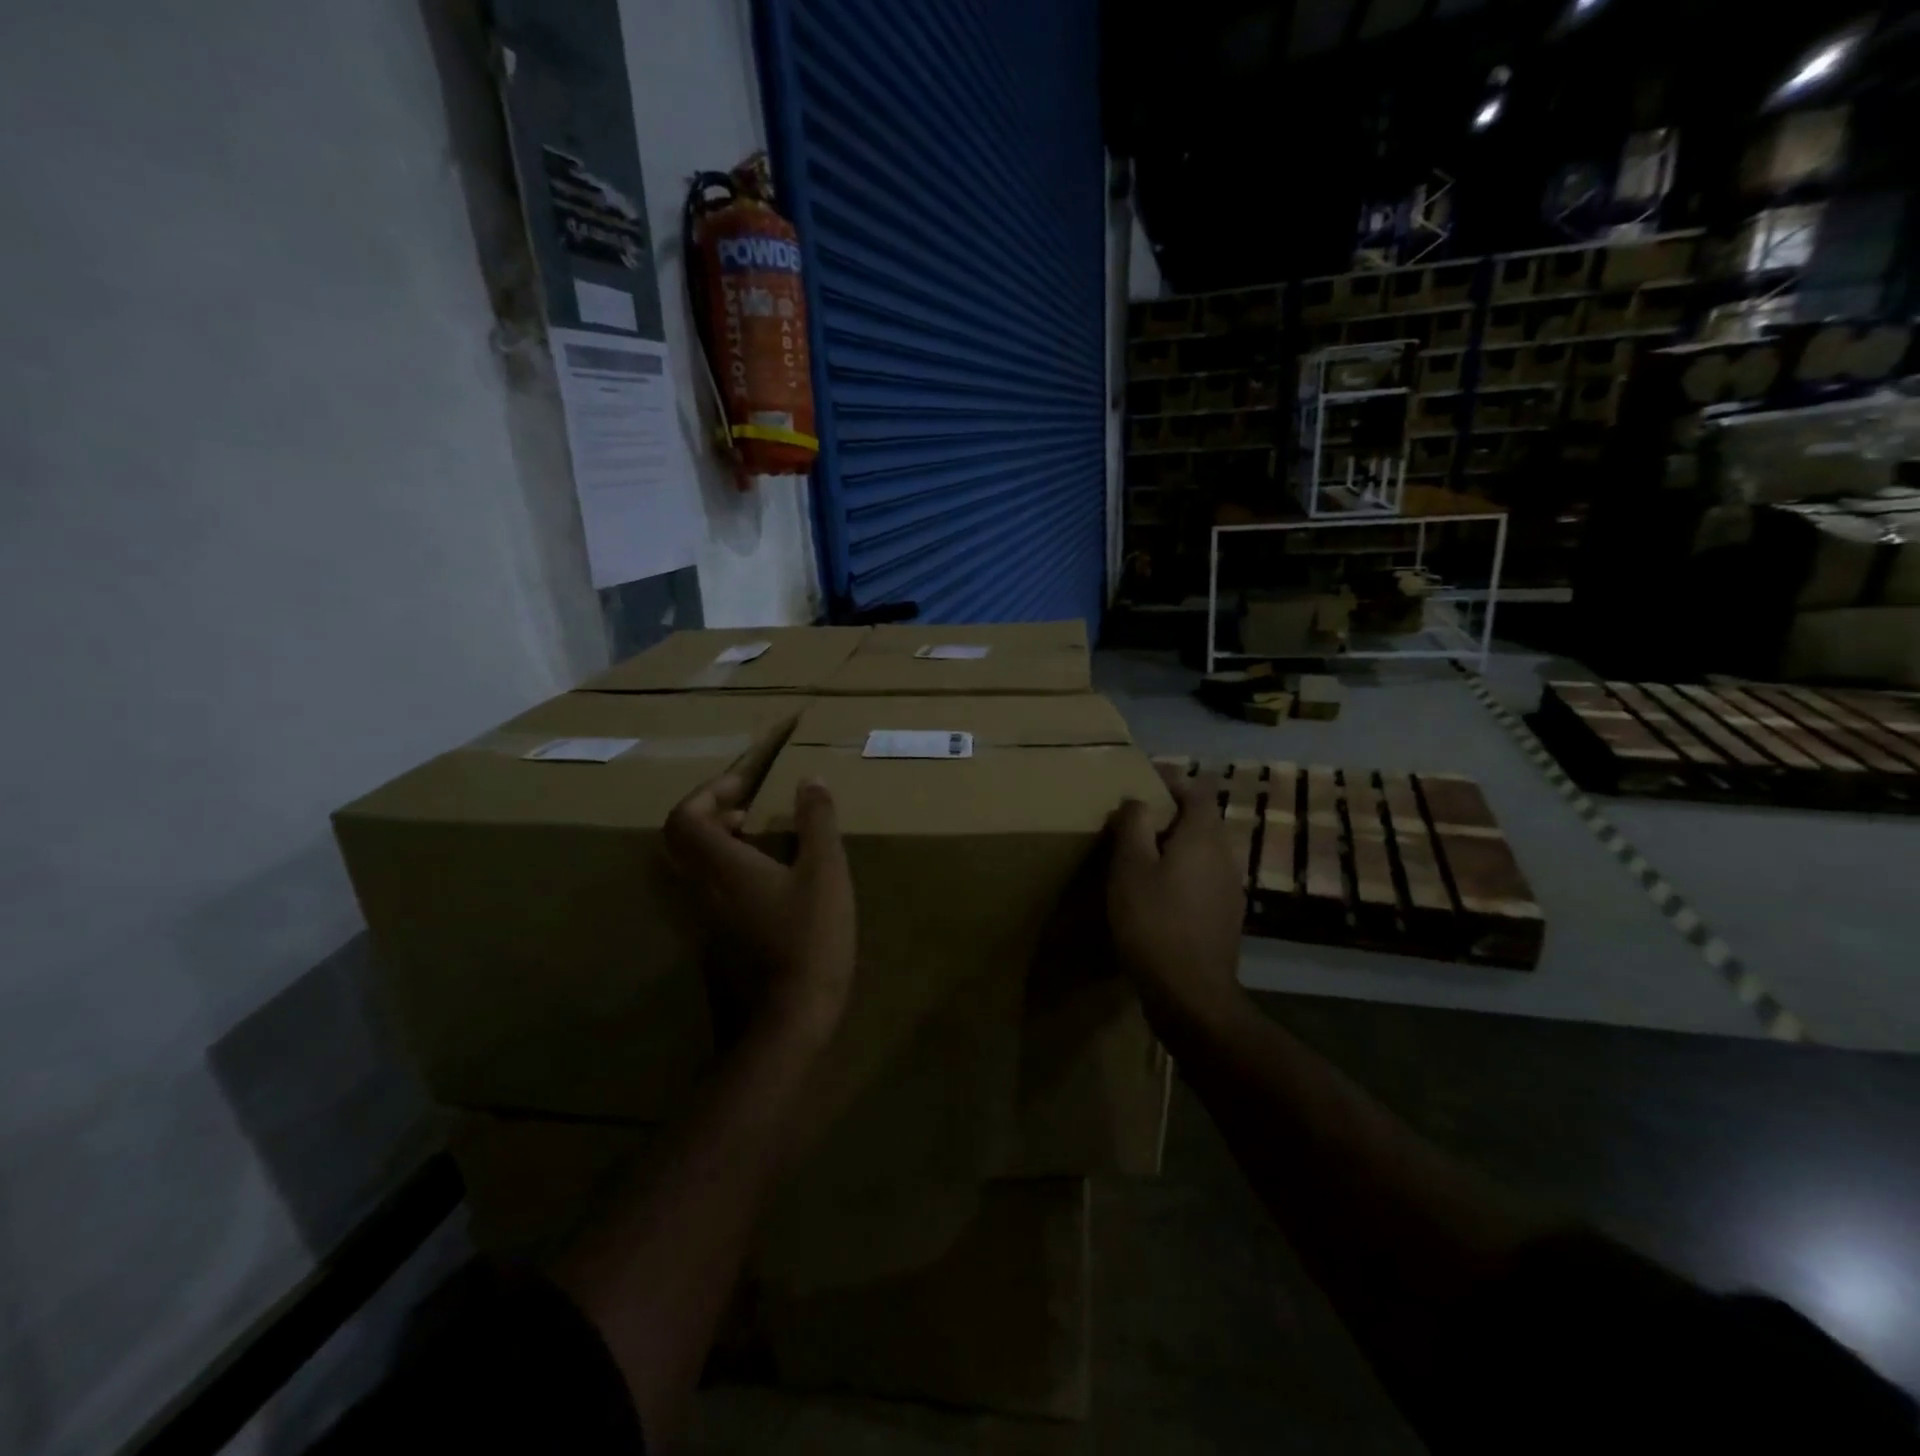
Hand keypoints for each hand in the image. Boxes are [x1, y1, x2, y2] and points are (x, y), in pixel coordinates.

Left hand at [666, 772, 855, 1046]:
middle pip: (680, 842)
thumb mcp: (825, 875)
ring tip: (759, 844)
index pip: (685, 817)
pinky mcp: (710, 950)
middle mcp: (698, 892)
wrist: (783, 1028)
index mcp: (720, 867)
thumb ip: (817, 823)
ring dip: (717, 848)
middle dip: (710, 816)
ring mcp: (699, 925)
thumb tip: (811, 780)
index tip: (745, 786)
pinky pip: (705, 898)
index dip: (709, 792)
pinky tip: (767, 889)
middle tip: (748, 810)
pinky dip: (726, 878)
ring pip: (691, 872)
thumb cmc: (806, 942)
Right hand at [1106, 767, 1245, 1032]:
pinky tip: (1158, 892)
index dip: (1170, 779)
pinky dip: (1182, 871)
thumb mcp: (1130, 867)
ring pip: (1202, 849)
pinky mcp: (1226, 915)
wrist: (1191, 993)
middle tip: (1133, 819)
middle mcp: (1225, 854)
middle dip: (1169, 812)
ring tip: (1140, 854)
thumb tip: (1139, 800)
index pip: (1196, 788)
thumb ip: (1135, 824)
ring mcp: (1231, 887)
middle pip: (1201, 818)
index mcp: (1203, 836)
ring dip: (1175, 844)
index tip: (1141, 781)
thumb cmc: (1154, 922)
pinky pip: (1203, 876)